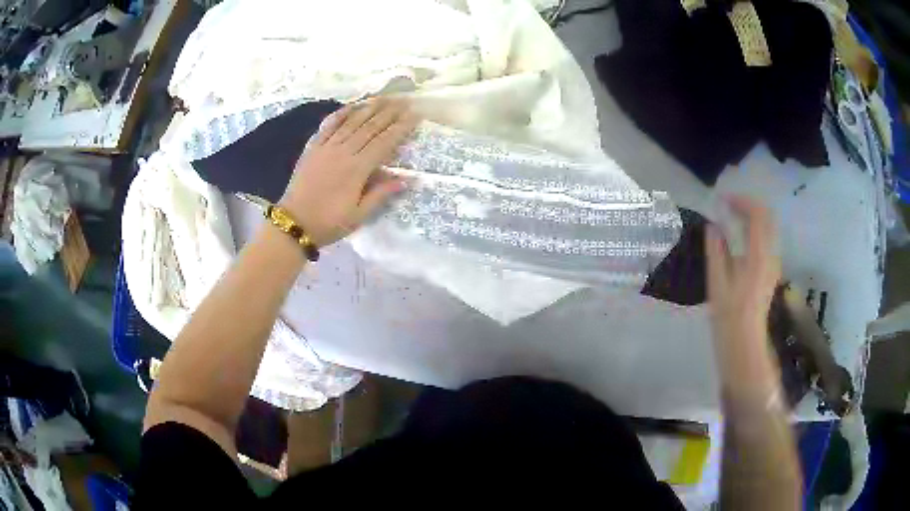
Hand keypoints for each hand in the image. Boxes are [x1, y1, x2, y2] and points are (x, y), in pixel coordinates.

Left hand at [279, 99, 418, 246]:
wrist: (294, 223)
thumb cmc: (329, 222)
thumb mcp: (359, 216)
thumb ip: (381, 194)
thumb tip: (406, 179)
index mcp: (358, 169)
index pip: (385, 142)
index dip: (401, 127)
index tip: (415, 114)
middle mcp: (344, 152)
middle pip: (370, 127)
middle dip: (389, 112)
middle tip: (404, 100)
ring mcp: (326, 147)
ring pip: (351, 122)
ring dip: (369, 108)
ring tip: (384, 97)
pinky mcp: (312, 148)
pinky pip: (328, 125)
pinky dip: (341, 114)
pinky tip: (351, 106)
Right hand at [706, 196, 780, 345]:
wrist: (744, 342)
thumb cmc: (728, 316)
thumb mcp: (717, 283)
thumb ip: (716, 250)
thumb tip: (713, 226)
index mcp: (758, 256)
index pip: (757, 214)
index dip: (740, 201)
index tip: (722, 201)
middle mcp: (771, 255)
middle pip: (767, 216)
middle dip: (748, 205)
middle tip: (727, 206)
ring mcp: (773, 263)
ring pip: (769, 226)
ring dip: (752, 216)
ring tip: (731, 217)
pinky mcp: (771, 270)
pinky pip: (767, 239)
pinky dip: (754, 229)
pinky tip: (739, 236)